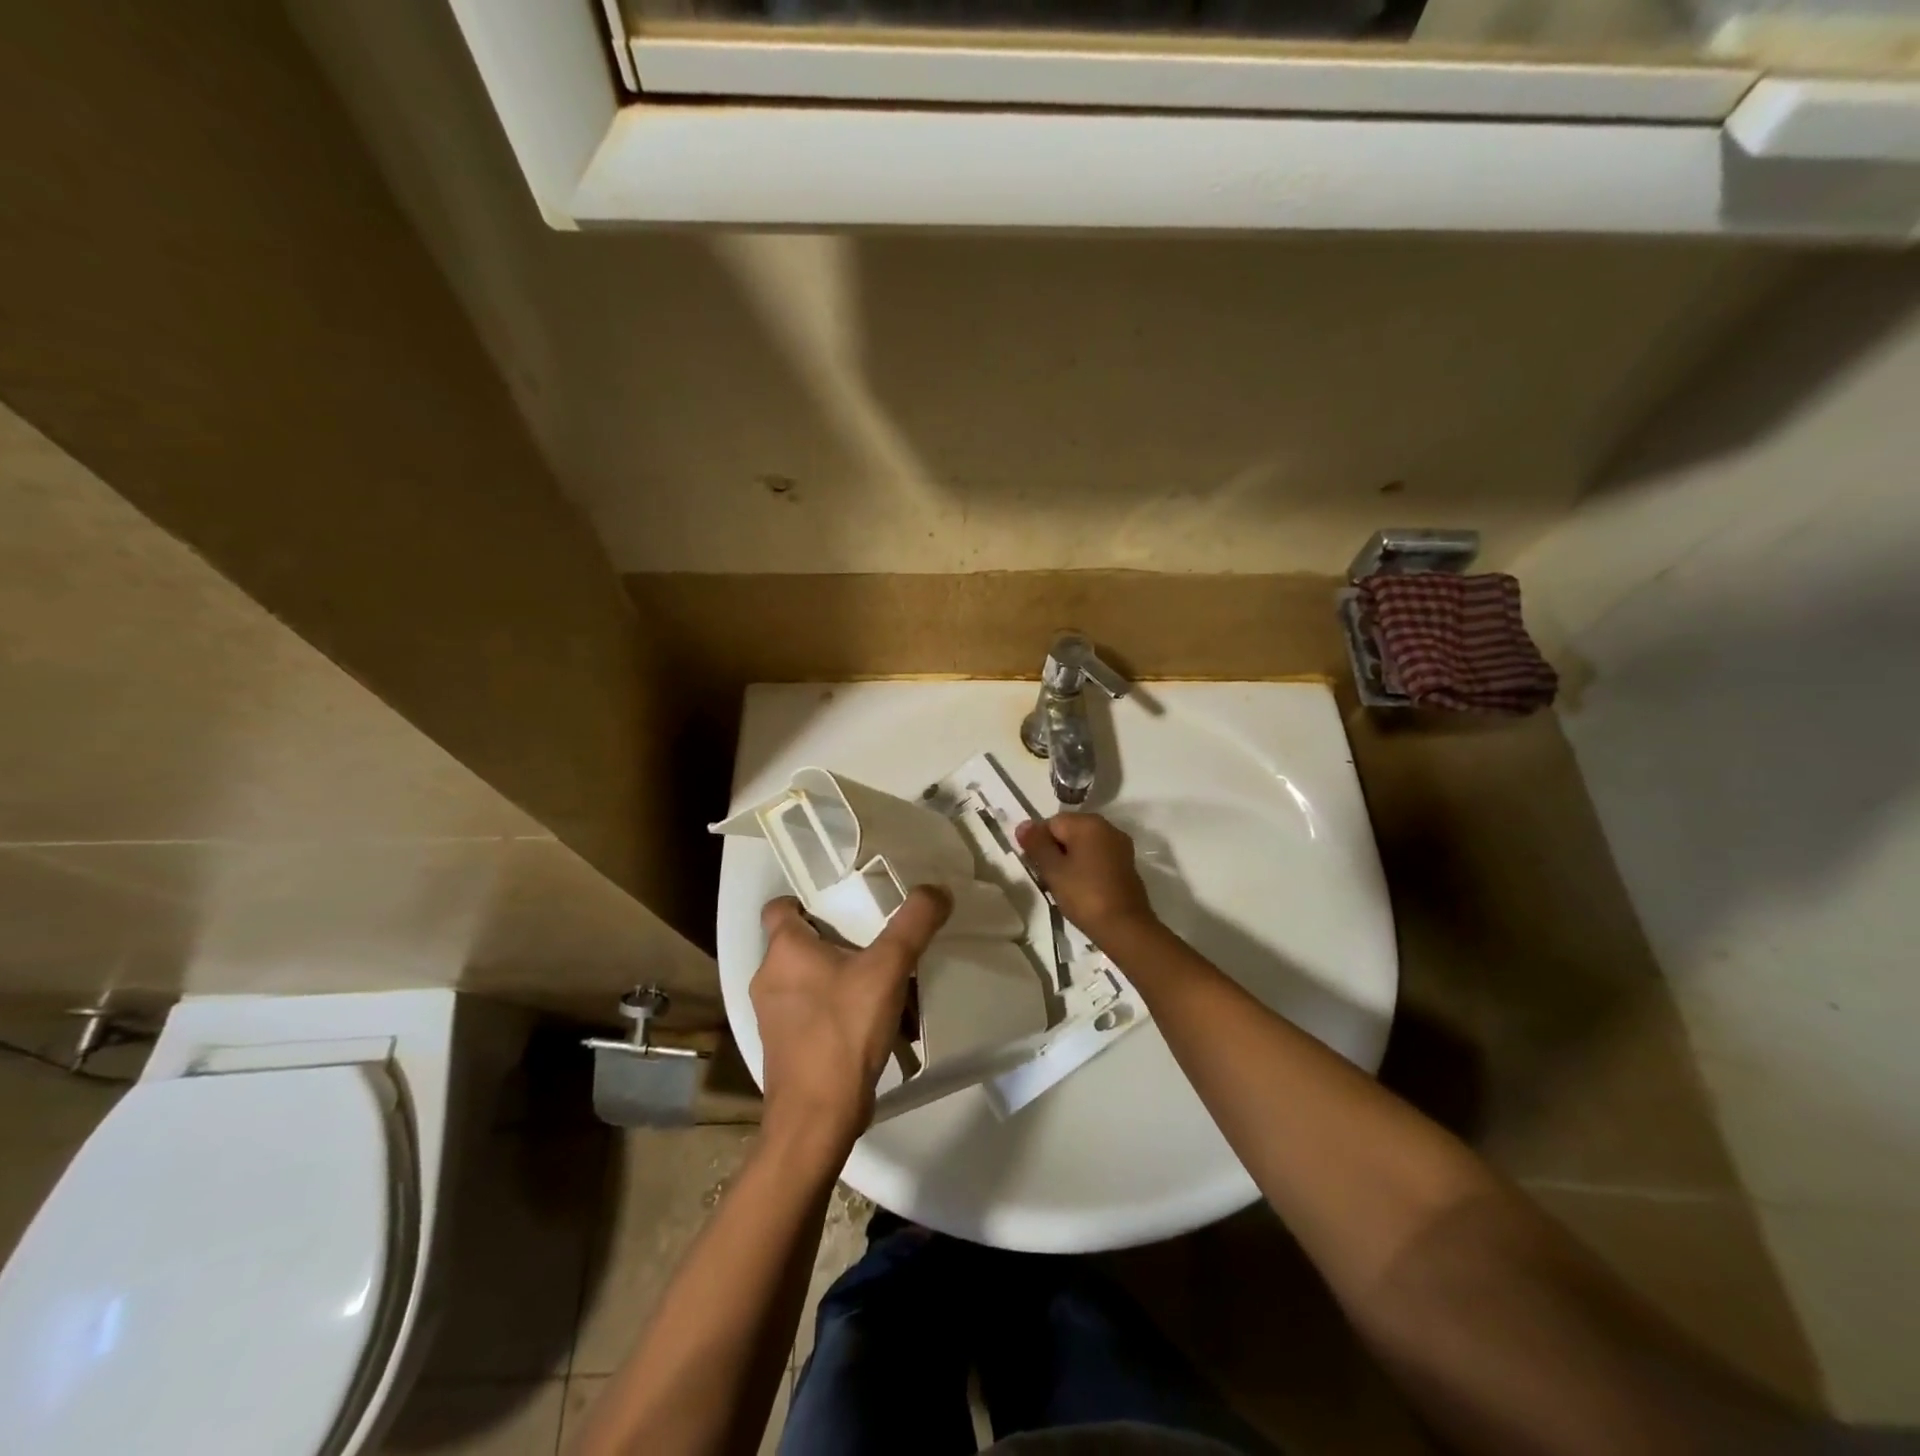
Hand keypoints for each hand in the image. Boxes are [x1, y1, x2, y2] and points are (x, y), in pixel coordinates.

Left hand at [750, 887, 950, 1149]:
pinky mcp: (785, 1047)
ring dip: (842, 977)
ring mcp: (773, 1016)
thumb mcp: (888, 969)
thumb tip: (937, 890)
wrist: (816, 1119)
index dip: (807, 899)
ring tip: (882, 982)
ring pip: (809, 979)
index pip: (780, 907)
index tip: (844, 902)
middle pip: (801, 942)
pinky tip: (872, 1021)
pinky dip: (837, 1009)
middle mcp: (769, 978)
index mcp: (784, 950)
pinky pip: (812, 1012)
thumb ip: (914, 924)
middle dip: (838, 939)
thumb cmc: (843, 1031)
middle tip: (877, 940)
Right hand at [1015, 813, 1158, 947]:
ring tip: (1062, 885)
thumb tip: (1023, 824)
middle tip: (1047, 877)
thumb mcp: (1053, 870)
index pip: (1052, 822)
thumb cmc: (1084, 895)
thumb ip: (1036, 844)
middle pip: (1069, 831)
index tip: (1036, 866)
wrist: (1125, 927)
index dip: (1038, 842)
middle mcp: (1107, 828)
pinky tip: (1081, 888)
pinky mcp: (1126, 864)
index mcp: (1088, 823)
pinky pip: (1098, 857)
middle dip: (1054, 851)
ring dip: (1069, 860)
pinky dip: (1086, 867)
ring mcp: (1120, 846)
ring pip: (1083, 845)